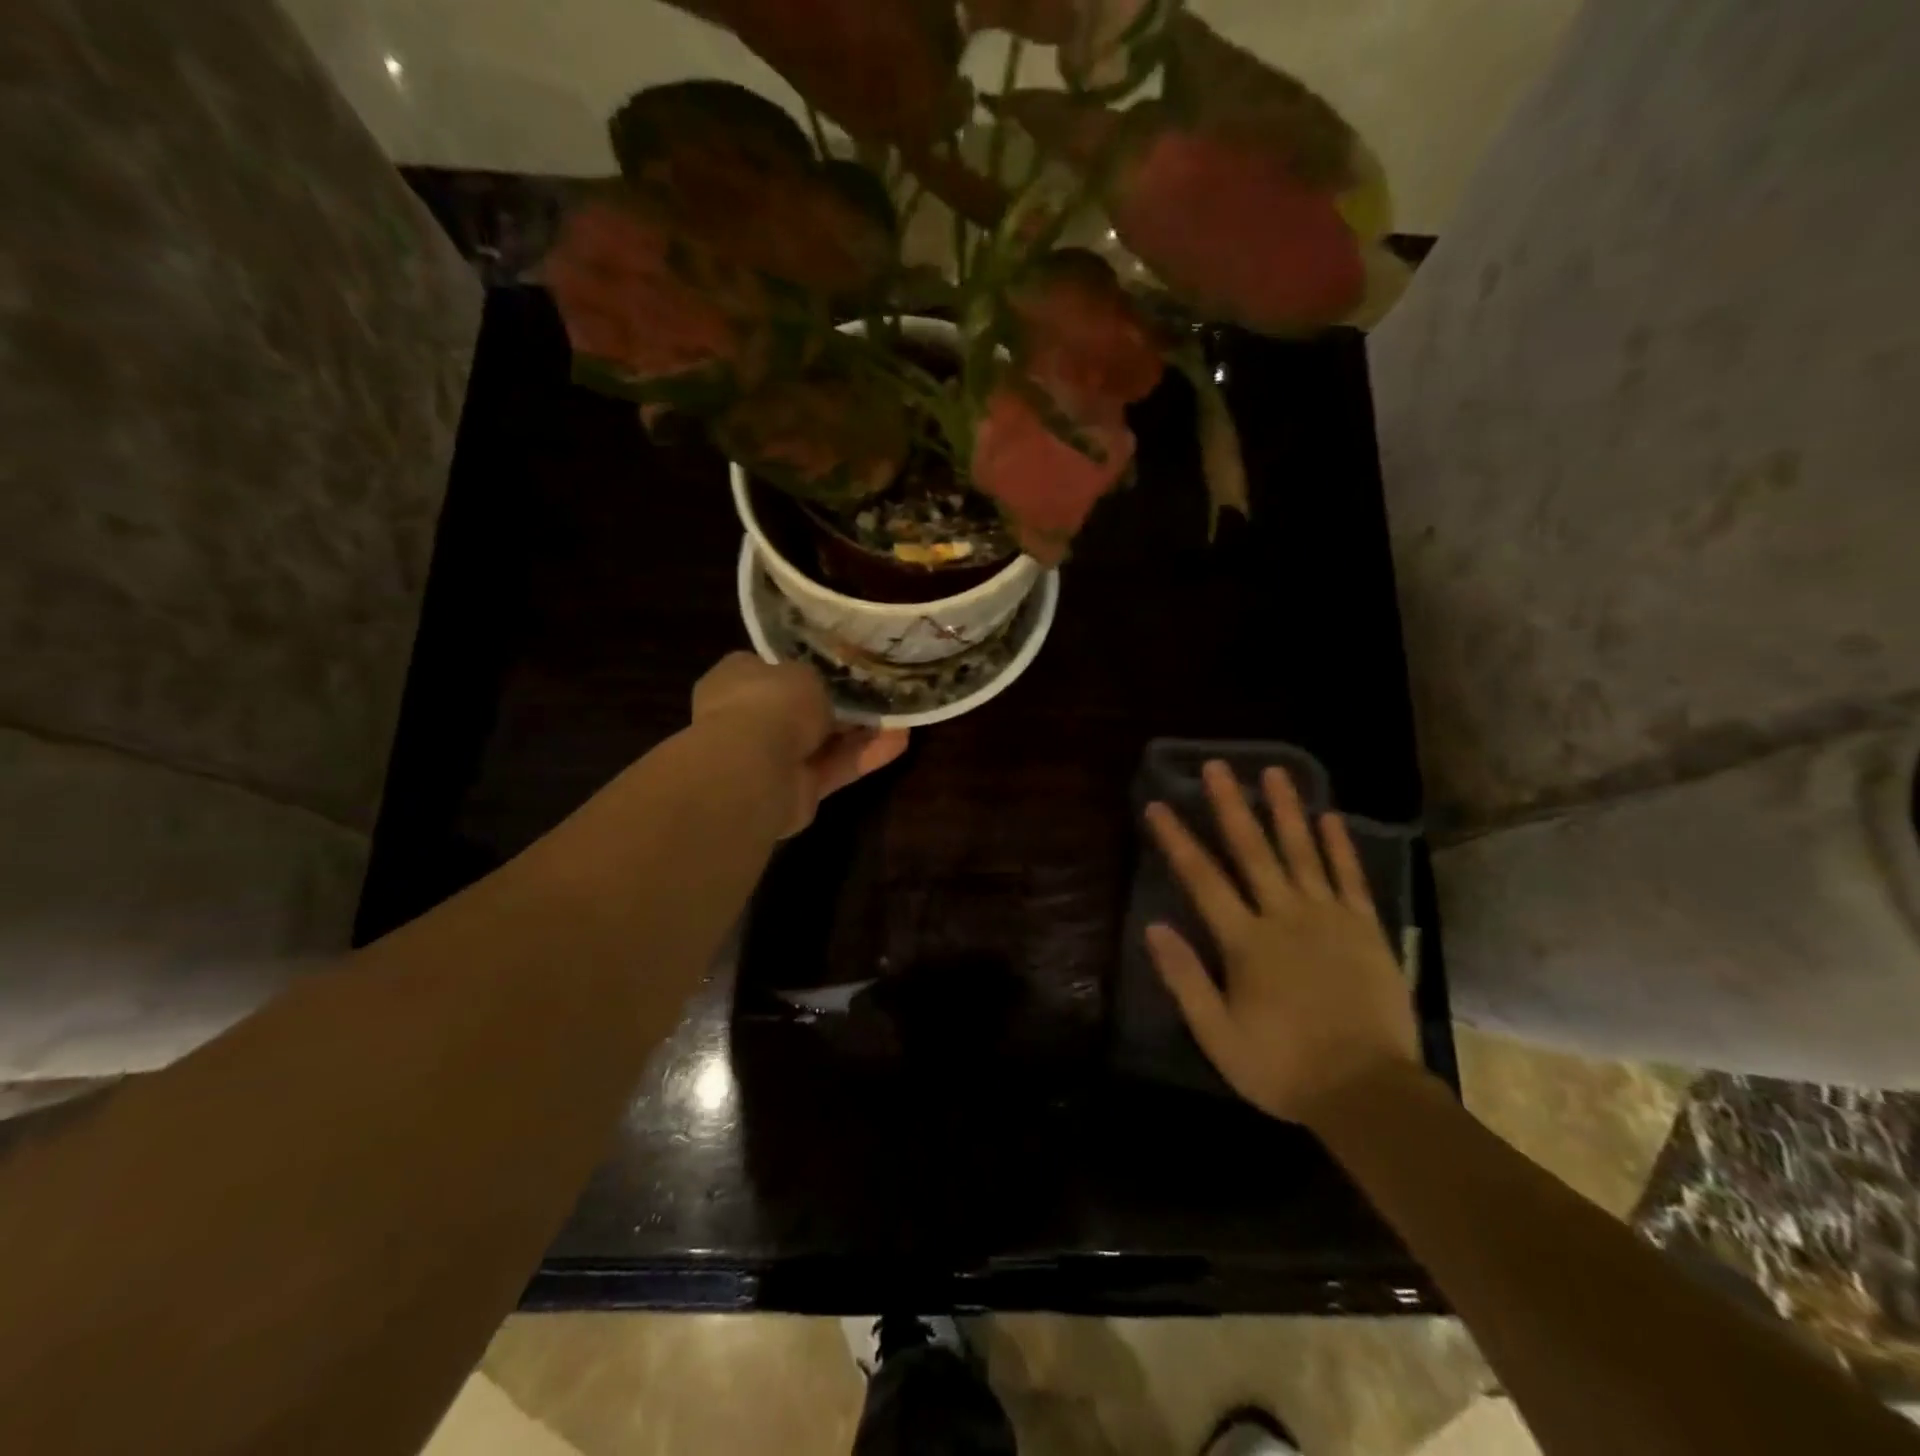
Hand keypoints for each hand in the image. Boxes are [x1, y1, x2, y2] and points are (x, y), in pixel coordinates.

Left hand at [692, 653, 908, 834]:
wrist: (754, 769)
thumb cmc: (771, 703)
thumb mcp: (803, 673)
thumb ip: (816, 681)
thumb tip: (823, 691)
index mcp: (738, 680)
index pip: (773, 671)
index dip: (806, 669)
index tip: (842, 667)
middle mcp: (750, 718)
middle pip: (802, 710)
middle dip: (840, 705)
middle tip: (879, 693)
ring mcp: (772, 758)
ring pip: (824, 741)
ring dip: (860, 731)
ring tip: (900, 716)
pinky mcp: (797, 790)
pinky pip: (835, 767)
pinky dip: (865, 756)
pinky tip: (900, 741)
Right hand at [1144, 761, 1419, 1124]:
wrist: (1368, 1092)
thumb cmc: (1283, 1065)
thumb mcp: (1218, 1034)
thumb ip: (1185, 978)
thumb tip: (1154, 926)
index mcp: (1245, 941)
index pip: (1202, 878)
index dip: (1176, 840)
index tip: (1157, 805)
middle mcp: (1284, 916)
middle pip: (1252, 850)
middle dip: (1231, 805)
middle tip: (1217, 766)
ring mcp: (1329, 918)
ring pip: (1302, 852)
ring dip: (1286, 810)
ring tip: (1275, 771)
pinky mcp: (1365, 929)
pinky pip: (1350, 878)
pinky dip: (1338, 846)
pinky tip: (1328, 817)